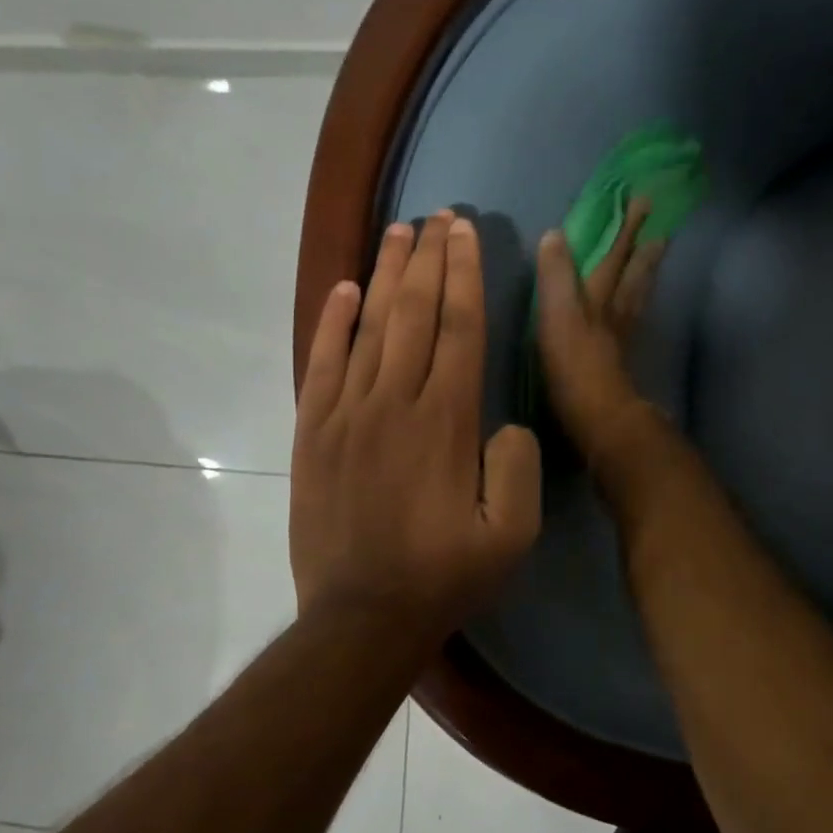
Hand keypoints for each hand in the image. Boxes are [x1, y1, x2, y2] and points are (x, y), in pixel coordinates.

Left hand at [290, 211, 541, 634]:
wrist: (362, 617)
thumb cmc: (445, 576)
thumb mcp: (514, 535)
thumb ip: (519, 467)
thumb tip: (505, 424)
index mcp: (448, 421)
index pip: (460, 328)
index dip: (465, 275)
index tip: (467, 233)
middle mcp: (396, 402)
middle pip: (414, 313)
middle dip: (430, 258)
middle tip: (438, 215)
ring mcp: (347, 414)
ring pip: (369, 327)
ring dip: (386, 274)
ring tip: (398, 231)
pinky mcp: (313, 434)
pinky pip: (322, 363)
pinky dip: (332, 322)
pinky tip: (345, 289)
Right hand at [536, 197, 664, 463]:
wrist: (599, 418)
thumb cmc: (574, 366)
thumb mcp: (557, 315)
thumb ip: (556, 277)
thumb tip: (556, 234)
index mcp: (598, 299)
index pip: (613, 256)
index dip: (624, 230)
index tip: (642, 202)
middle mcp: (615, 314)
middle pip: (634, 276)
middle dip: (644, 250)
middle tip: (662, 229)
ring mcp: (621, 339)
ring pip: (637, 298)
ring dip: (646, 276)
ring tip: (656, 258)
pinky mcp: (619, 363)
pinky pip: (632, 323)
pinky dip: (636, 308)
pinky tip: (634, 311)